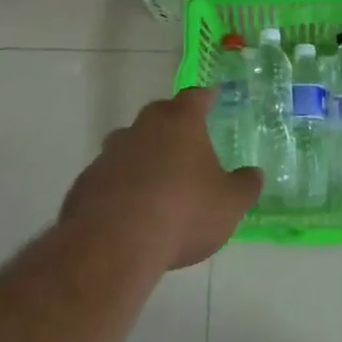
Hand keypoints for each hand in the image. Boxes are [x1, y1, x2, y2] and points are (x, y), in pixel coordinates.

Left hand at [61, 89, 262, 269]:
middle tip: (187, 143)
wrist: (114, 244)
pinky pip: (110, 176)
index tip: (212, 97)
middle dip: (173, 126)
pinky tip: (129, 211)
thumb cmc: (183, 212)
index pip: (195, 97)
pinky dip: (120, 185)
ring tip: (157, 181)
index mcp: (180, 122)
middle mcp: (143, 127)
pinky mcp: (87, 181)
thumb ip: (245, 186)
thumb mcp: (230, 204)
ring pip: (131, 144)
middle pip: (159, 115)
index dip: (206, 97)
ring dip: (144, 156)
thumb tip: (254, 175)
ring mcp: (110, 153)